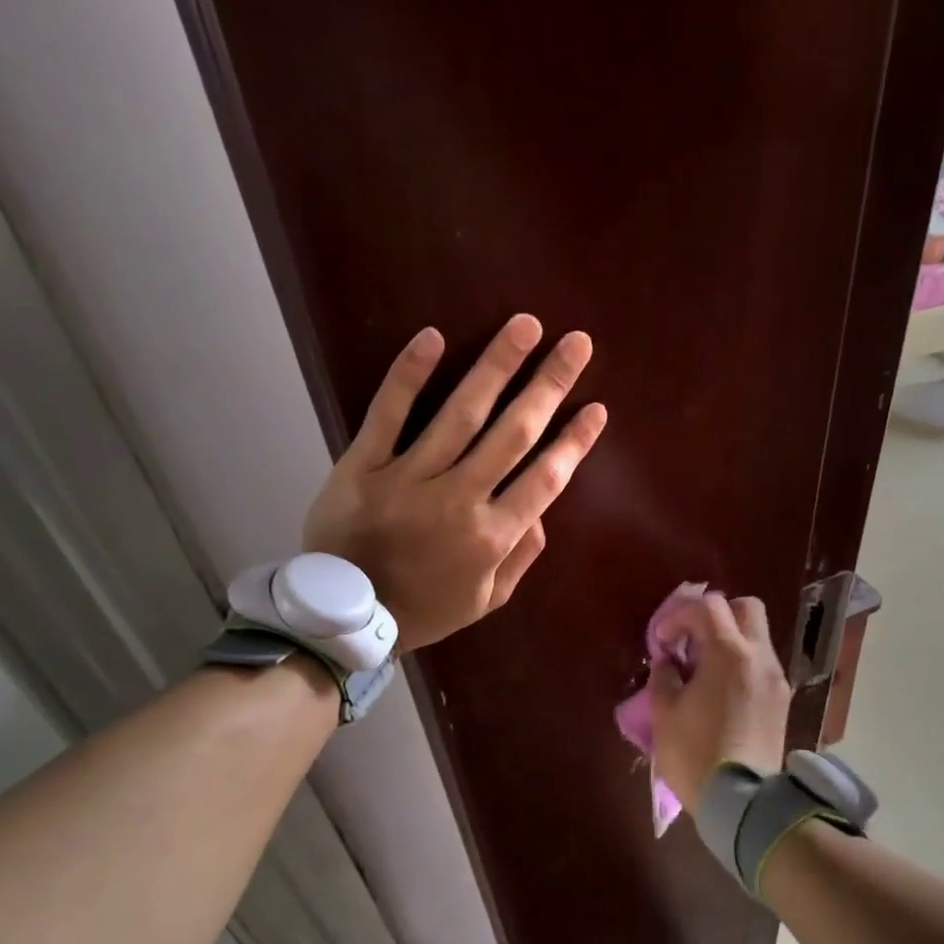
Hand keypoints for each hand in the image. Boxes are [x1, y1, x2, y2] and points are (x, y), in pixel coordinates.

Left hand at [304, 315, 607, 652]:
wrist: (347, 618)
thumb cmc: (424, 610)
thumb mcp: (486, 600)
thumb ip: (521, 557)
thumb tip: (543, 511)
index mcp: (492, 537)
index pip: (545, 479)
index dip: (574, 441)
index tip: (597, 408)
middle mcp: (458, 500)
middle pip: (513, 434)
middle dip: (549, 385)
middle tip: (577, 343)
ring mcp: (408, 478)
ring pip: (460, 413)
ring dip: (497, 366)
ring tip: (525, 326)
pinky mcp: (362, 466)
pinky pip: (387, 413)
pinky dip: (409, 375)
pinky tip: (433, 338)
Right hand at [649, 595, 792, 815]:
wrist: (742, 802)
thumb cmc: (695, 753)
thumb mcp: (664, 713)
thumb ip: (664, 675)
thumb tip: (669, 661)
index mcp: (729, 654)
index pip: (708, 607)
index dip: (679, 615)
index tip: (662, 641)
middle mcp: (759, 657)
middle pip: (746, 608)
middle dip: (716, 615)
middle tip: (691, 641)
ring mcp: (776, 679)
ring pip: (757, 636)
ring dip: (730, 640)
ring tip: (704, 670)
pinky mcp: (781, 700)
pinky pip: (762, 664)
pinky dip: (742, 662)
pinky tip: (721, 690)